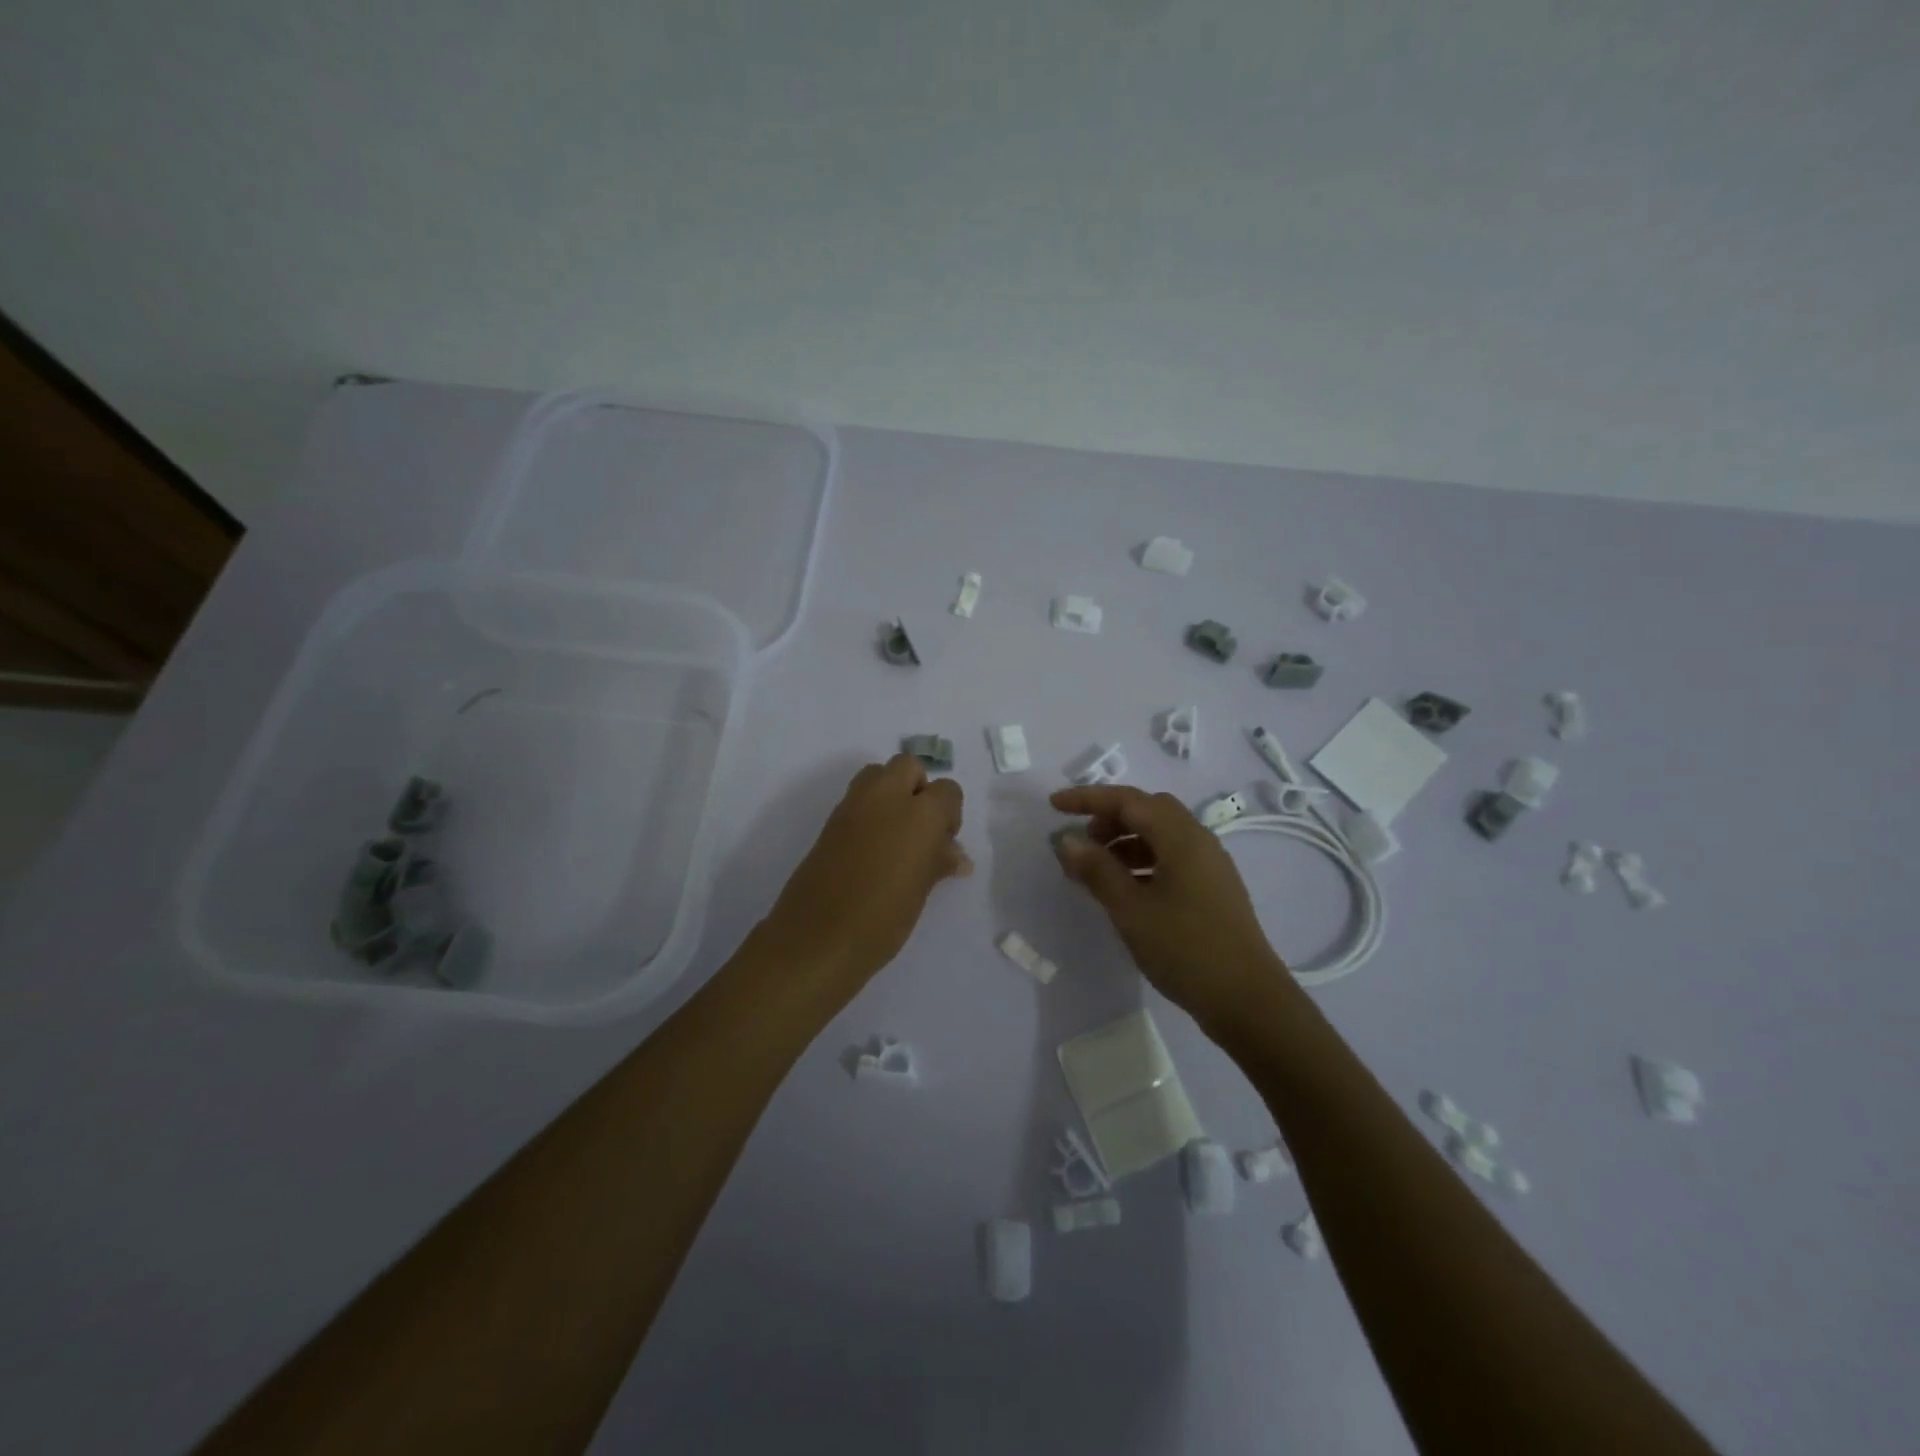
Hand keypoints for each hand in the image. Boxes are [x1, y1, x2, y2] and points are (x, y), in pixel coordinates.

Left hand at [761, 755, 970, 989]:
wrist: (818, 938)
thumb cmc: (883, 918)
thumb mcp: (921, 890)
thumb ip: (939, 862)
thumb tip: (956, 856)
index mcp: (920, 812)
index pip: (947, 791)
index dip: (949, 814)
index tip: (944, 843)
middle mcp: (886, 797)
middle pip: (908, 767)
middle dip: (918, 789)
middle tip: (920, 830)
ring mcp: (853, 805)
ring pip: (878, 774)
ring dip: (891, 792)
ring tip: (895, 836)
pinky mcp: (830, 821)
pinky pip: (857, 799)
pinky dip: (869, 810)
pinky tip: (872, 849)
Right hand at [1050, 785, 1291, 1028]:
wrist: (1248, 1001)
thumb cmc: (1185, 949)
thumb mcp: (1131, 909)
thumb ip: (1097, 870)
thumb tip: (1067, 840)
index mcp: (1181, 837)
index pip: (1128, 800)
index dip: (1088, 798)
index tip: (1054, 805)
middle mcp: (1199, 841)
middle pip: (1148, 810)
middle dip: (1110, 817)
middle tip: (1081, 840)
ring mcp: (1210, 866)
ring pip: (1161, 835)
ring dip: (1125, 840)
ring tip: (1096, 868)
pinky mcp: (1212, 890)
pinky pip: (1171, 858)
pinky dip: (1142, 861)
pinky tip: (1125, 889)